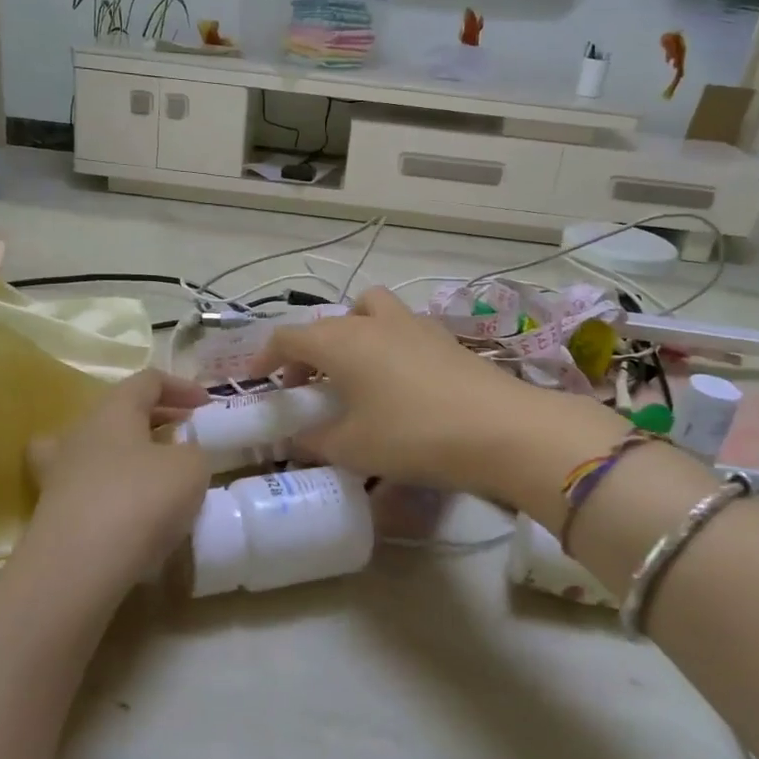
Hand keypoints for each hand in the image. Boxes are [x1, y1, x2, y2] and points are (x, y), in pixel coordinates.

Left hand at [20, 370, 212, 600]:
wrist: (78, 565)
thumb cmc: (141, 499)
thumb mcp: (191, 468)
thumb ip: (193, 452)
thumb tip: (179, 456)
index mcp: (114, 409)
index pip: (147, 380)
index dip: (180, 386)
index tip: (206, 404)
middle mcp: (80, 432)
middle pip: (119, 411)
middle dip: (156, 417)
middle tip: (185, 432)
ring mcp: (60, 472)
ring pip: (95, 447)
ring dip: (126, 451)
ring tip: (152, 470)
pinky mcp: (52, 511)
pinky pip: (86, 488)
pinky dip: (108, 490)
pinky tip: (127, 510)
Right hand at [257, 288, 612, 500]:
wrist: (499, 428)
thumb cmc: (412, 435)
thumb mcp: (353, 448)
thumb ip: (315, 441)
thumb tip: (298, 438)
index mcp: (341, 342)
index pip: (289, 336)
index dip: (267, 356)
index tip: (260, 380)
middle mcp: (373, 322)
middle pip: (329, 322)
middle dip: (310, 348)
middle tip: (308, 383)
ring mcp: (414, 325)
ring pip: (370, 311)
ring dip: (353, 332)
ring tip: (355, 371)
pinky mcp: (445, 338)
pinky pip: (402, 328)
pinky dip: (387, 344)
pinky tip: (398, 382)